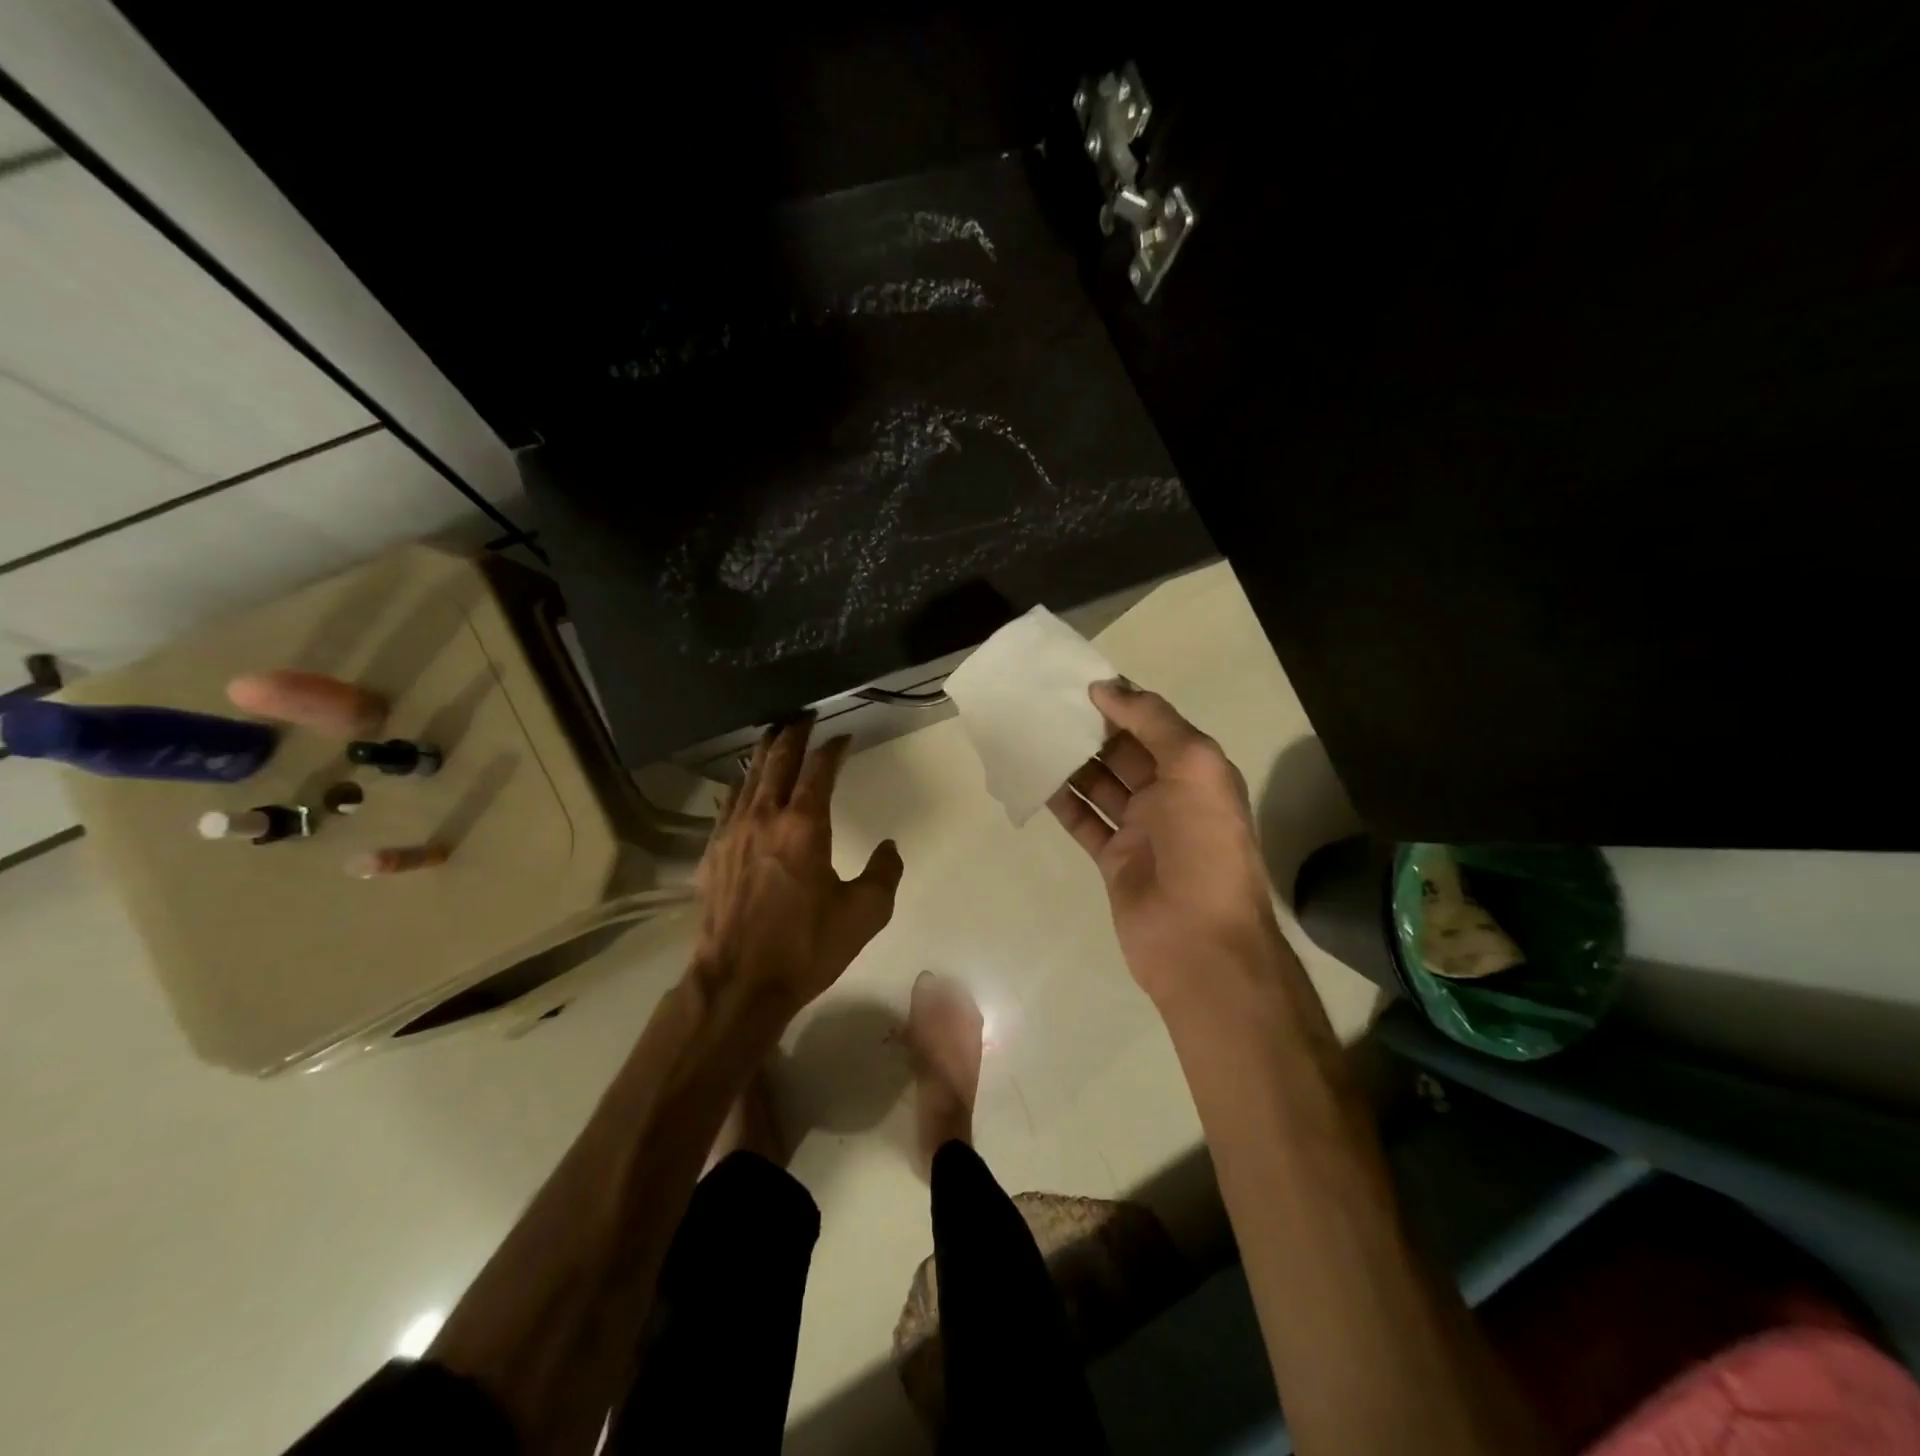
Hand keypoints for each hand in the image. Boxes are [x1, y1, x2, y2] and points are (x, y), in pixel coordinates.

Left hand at [695, 718, 903, 1015]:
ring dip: (763, 754)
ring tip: (773, 737)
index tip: (844, 736)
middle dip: (792, 734)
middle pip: (777, 761)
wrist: (739, 983)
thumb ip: (884, 874)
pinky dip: (739, 787)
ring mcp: (732, 834)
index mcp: (804, 825)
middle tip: (803, 717)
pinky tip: (741, 786)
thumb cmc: (806, 947)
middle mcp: (764, 818)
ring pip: (748, 778)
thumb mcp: (864, 914)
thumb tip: (890, 848)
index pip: (820, 770)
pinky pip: (727, 806)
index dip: (833, 748)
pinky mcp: (712, 854)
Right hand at [1047, 681, 1282, 1007]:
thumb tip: (1108, 688)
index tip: (1077, 681)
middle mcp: (1169, 795)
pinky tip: (1033, 778)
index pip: (1154, 724)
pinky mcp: (1113, 859)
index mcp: (1195, 771)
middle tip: (1044, 705)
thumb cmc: (1204, 846)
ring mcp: (1140, 828)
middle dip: (1090, 729)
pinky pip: (1083, 820)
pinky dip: (1061, 801)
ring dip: (1071, 761)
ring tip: (1032, 734)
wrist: (1199, 941)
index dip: (1120, 701)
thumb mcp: (1195, 767)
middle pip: (1123, 751)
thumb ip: (1153, 722)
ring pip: (1099, 784)